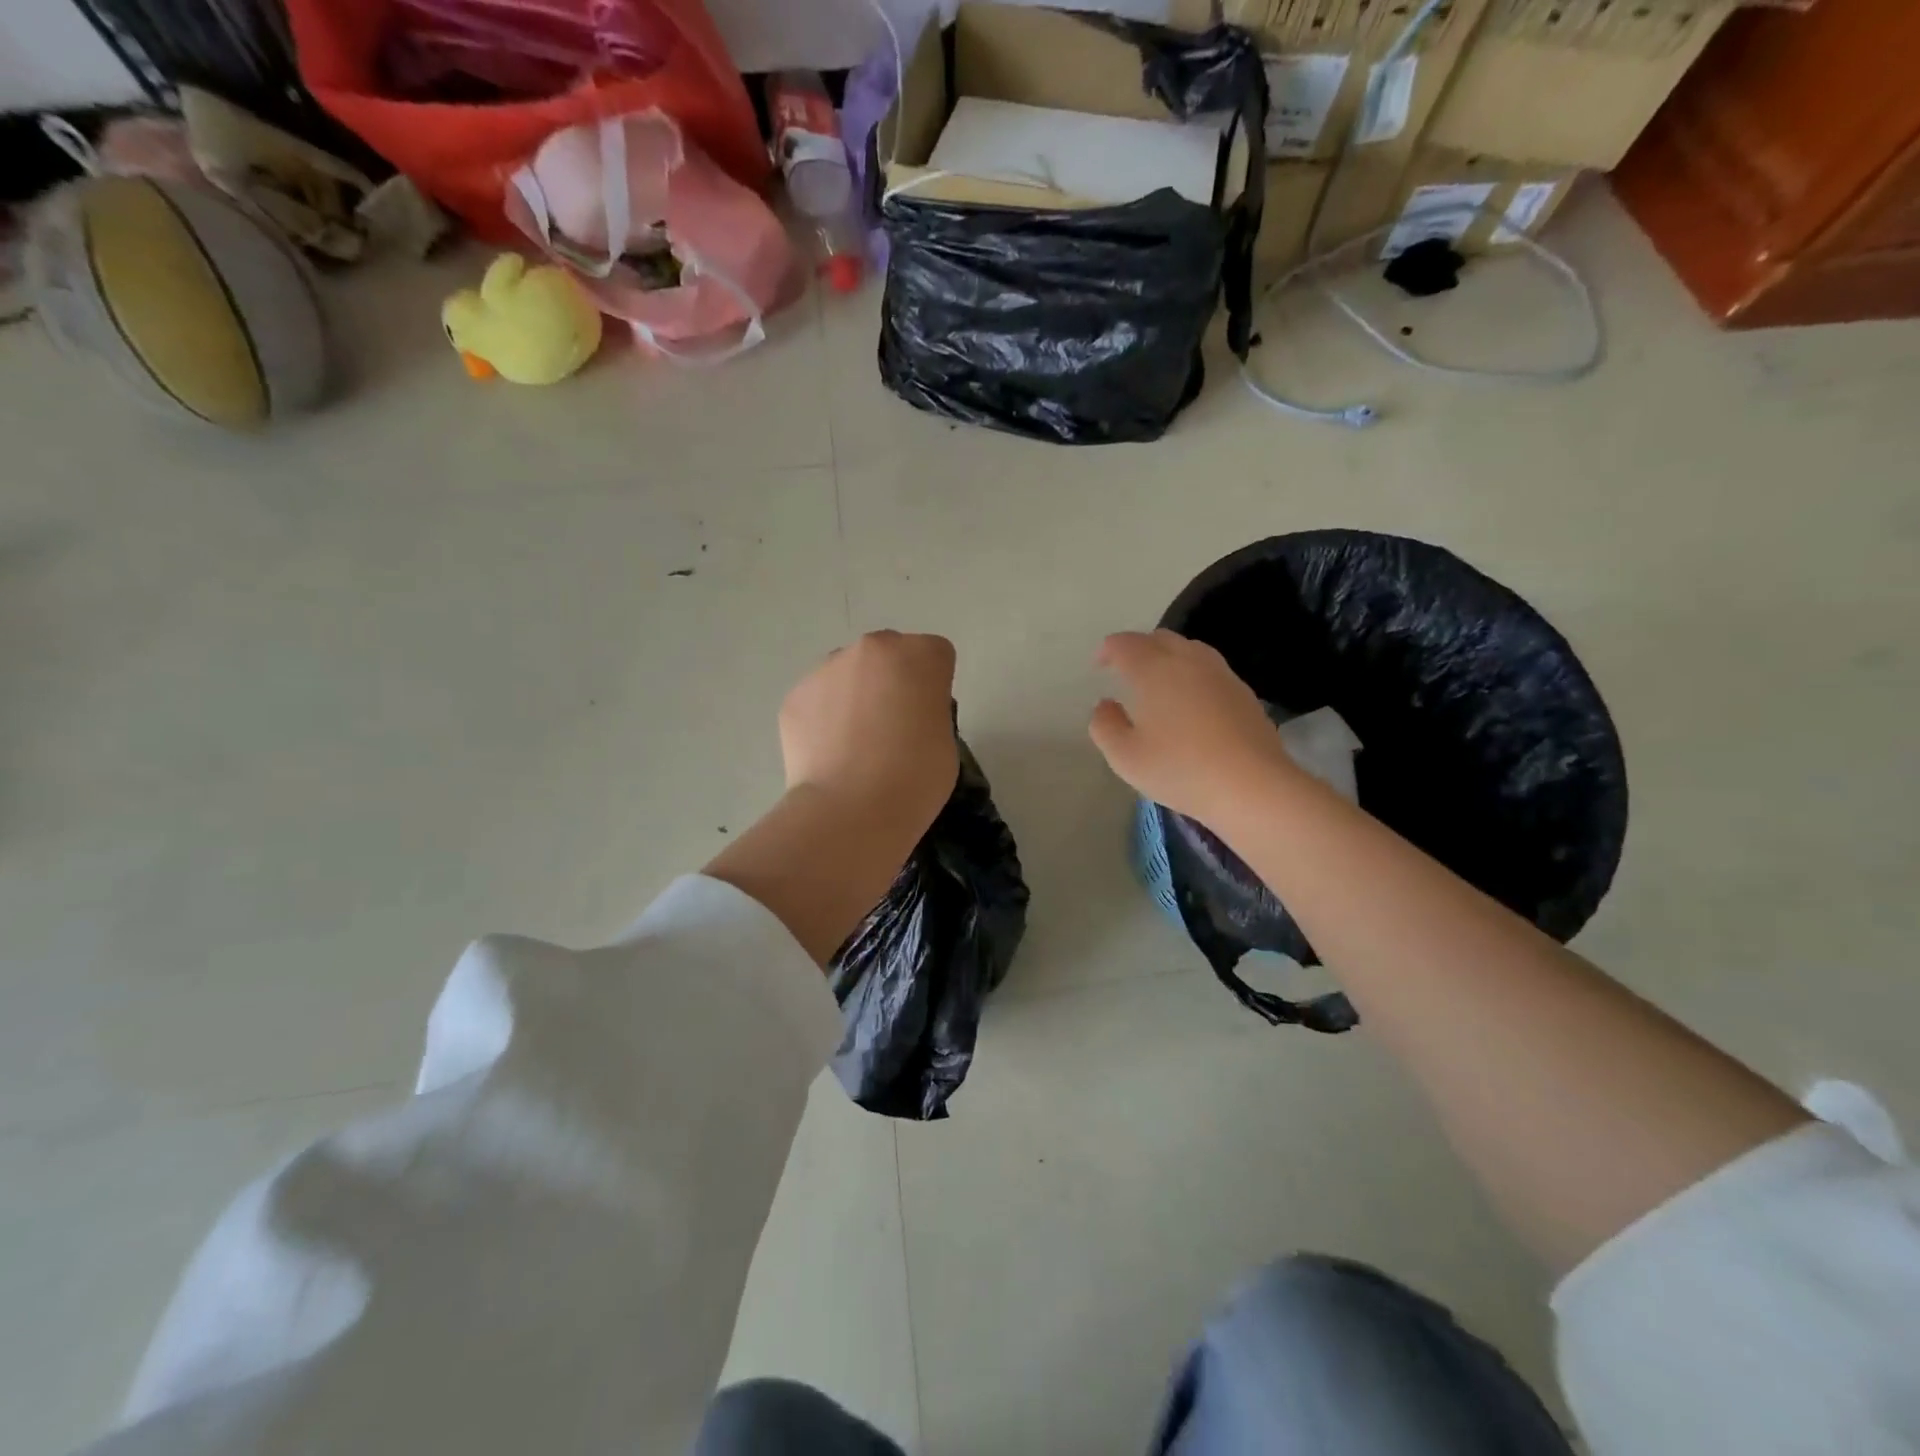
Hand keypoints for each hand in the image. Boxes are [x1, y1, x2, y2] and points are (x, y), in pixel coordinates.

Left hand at [780, 630, 958, 829]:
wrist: (851, 810)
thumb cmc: (915, 778)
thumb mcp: (945, 739)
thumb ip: (928, 710)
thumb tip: (902, 716)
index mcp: (919, 655)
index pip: (935, 655)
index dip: (933, 687)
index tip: (928, 718)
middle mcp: (871, 649)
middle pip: (888, 656)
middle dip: (891, 681)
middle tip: (892, 729)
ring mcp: (827, 669)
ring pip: (848, 674)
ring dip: (855, 696)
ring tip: (855, 746)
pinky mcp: (795, 696)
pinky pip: (818, 700)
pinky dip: (824, 719)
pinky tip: (830, 756)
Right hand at [1089, 629, 1297, 826]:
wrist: (1252, 785)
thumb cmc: (1179, 769)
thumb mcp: (1125, 756)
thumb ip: (1105, 726)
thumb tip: (1105, 705)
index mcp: (1154, 669)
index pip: (1125, 644)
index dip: (1108, 649)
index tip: (1099, 663)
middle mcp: (1188, 660)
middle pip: (1160, 638)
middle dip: (1139, 648)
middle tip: (1126, 670)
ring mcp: (1221, 674)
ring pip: (1189, 649)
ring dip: (1168, 657)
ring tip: (1159, 682)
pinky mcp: (1244, 692)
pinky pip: (1210, 670)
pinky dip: (1192, 675)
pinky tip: (1191, 701)